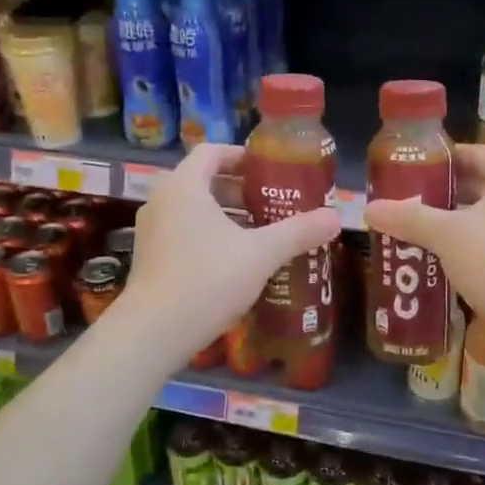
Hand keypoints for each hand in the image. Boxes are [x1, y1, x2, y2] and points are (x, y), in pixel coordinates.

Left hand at [123, 142, 341, 364]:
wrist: (154, 332)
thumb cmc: (208, 279)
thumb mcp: (261, 254)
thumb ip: (298, 232)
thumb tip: (336, 217)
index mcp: (184, 187)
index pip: (212, 152)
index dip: (242, 156)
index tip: (269, 170)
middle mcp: (162, 201)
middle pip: (203, 181)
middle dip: (240, 190)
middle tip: (272, 203)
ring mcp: (151, 231)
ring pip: (193, 210)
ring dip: (226, 216)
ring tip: (260, 233)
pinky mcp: (149, 259)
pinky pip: (183, 233)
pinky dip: (209, 237)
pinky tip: (235, 262)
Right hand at [365, 144, 484, 354]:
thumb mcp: (445, 235)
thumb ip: (408, 218)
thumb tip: (370, 209)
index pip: (479, 154)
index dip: (448, 158)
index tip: (418, 168)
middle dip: (449, 194)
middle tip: (414, 202)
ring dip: (462, 223)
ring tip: (425, 232)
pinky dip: (477, 247)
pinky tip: (450, 263)